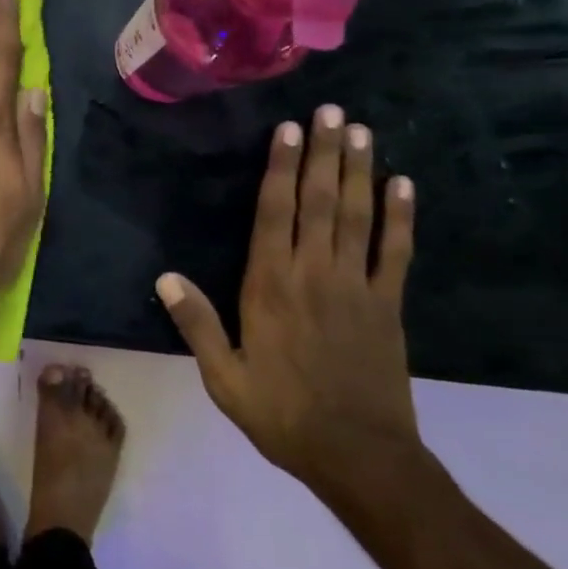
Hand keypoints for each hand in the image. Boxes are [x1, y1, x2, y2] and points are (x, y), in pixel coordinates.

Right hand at [155, 104, 420, 489]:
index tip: (287, 130)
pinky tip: (403, 184)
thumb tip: (164, 277)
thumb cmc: (282, 414)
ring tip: (360, 130)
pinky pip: (396, 252)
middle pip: (319, 201)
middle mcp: (313, 274)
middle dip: (322, 153)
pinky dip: (400, 217)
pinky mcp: (388, 305)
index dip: (280, 168)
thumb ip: (196, 323)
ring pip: (357, 216)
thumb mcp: (224, 376)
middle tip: (330, 111)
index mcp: (270, 287)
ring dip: (358, 170)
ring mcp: (356, 286)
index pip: (274, 213)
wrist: (359, 457)